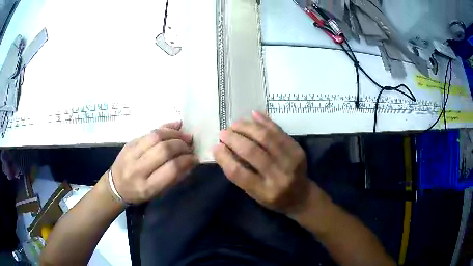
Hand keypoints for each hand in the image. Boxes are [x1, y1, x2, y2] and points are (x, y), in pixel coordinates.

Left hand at [110, 121, 197, 203]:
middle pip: (164, 150)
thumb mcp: (157, 193)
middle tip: (190, 145)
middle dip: (181, 145)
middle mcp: (138, 169)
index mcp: (147, 186)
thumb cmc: (139, 193)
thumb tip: (191, 161)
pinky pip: (149, 131)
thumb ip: (174, 178)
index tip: (195, 157)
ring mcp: (131, 153)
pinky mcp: (129, 143)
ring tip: (184, 136)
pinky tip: (175, 127)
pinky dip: (165, 128)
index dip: (186, 160)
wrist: (115, 186)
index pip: (171, 169)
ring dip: (174, 134)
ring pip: (156, 137)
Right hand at [213, 111, 310, 214]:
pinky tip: (253, 115)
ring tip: (235, 124)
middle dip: (234, 139)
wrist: (302, 196)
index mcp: (265, 192)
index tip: (215, 147)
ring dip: (247, 127)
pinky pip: (279, 131)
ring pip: (266, 137)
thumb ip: (240, 176)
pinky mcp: (297, 149)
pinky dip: (265, 121)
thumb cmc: (274, 199)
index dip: (224, 157)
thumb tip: (223, 150)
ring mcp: (291, 161)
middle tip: (223, 133)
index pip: (239, 173)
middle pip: (252, 152)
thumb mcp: (254, 195)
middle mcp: (279, 176)